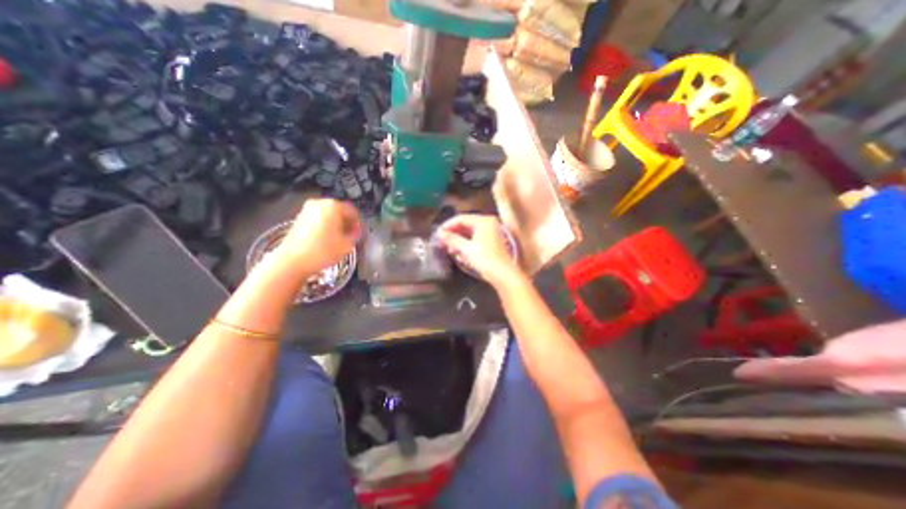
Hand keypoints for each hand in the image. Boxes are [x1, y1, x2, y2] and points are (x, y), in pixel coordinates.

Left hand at [277, 199, 360, 278]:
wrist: (292, 261)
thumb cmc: (323, 251)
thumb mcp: (347, 244)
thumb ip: (355, 235)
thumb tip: (356, 231)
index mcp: (333, 206)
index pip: (353, 211)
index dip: (358, 223)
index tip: (359, 234)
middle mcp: (319, 203)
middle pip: (339, 211)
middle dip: (346, 223)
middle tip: (349, 236)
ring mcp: (307, 210)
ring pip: (328, 215)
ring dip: (335, 225)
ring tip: (338, 240)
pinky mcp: (298, 219)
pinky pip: (318, 220)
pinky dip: (324, 227)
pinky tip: (325, 240)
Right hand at [435, 213, 520, 287]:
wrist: (503, 274)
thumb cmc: (485, 259)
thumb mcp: (466, 249)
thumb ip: (452, 239)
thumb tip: (439, 234)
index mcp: (483, 221)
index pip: (461, 219)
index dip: (448, 226)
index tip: (438, 234)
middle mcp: (488, 223)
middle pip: (466, 225)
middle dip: (453, 234)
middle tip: (442, 241)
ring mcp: (491, 232)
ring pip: (470, 233)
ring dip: (459, 240)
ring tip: (450, 249)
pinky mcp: (492, 241)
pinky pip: (475, 238)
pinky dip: (466, 244)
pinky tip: (460, 252)